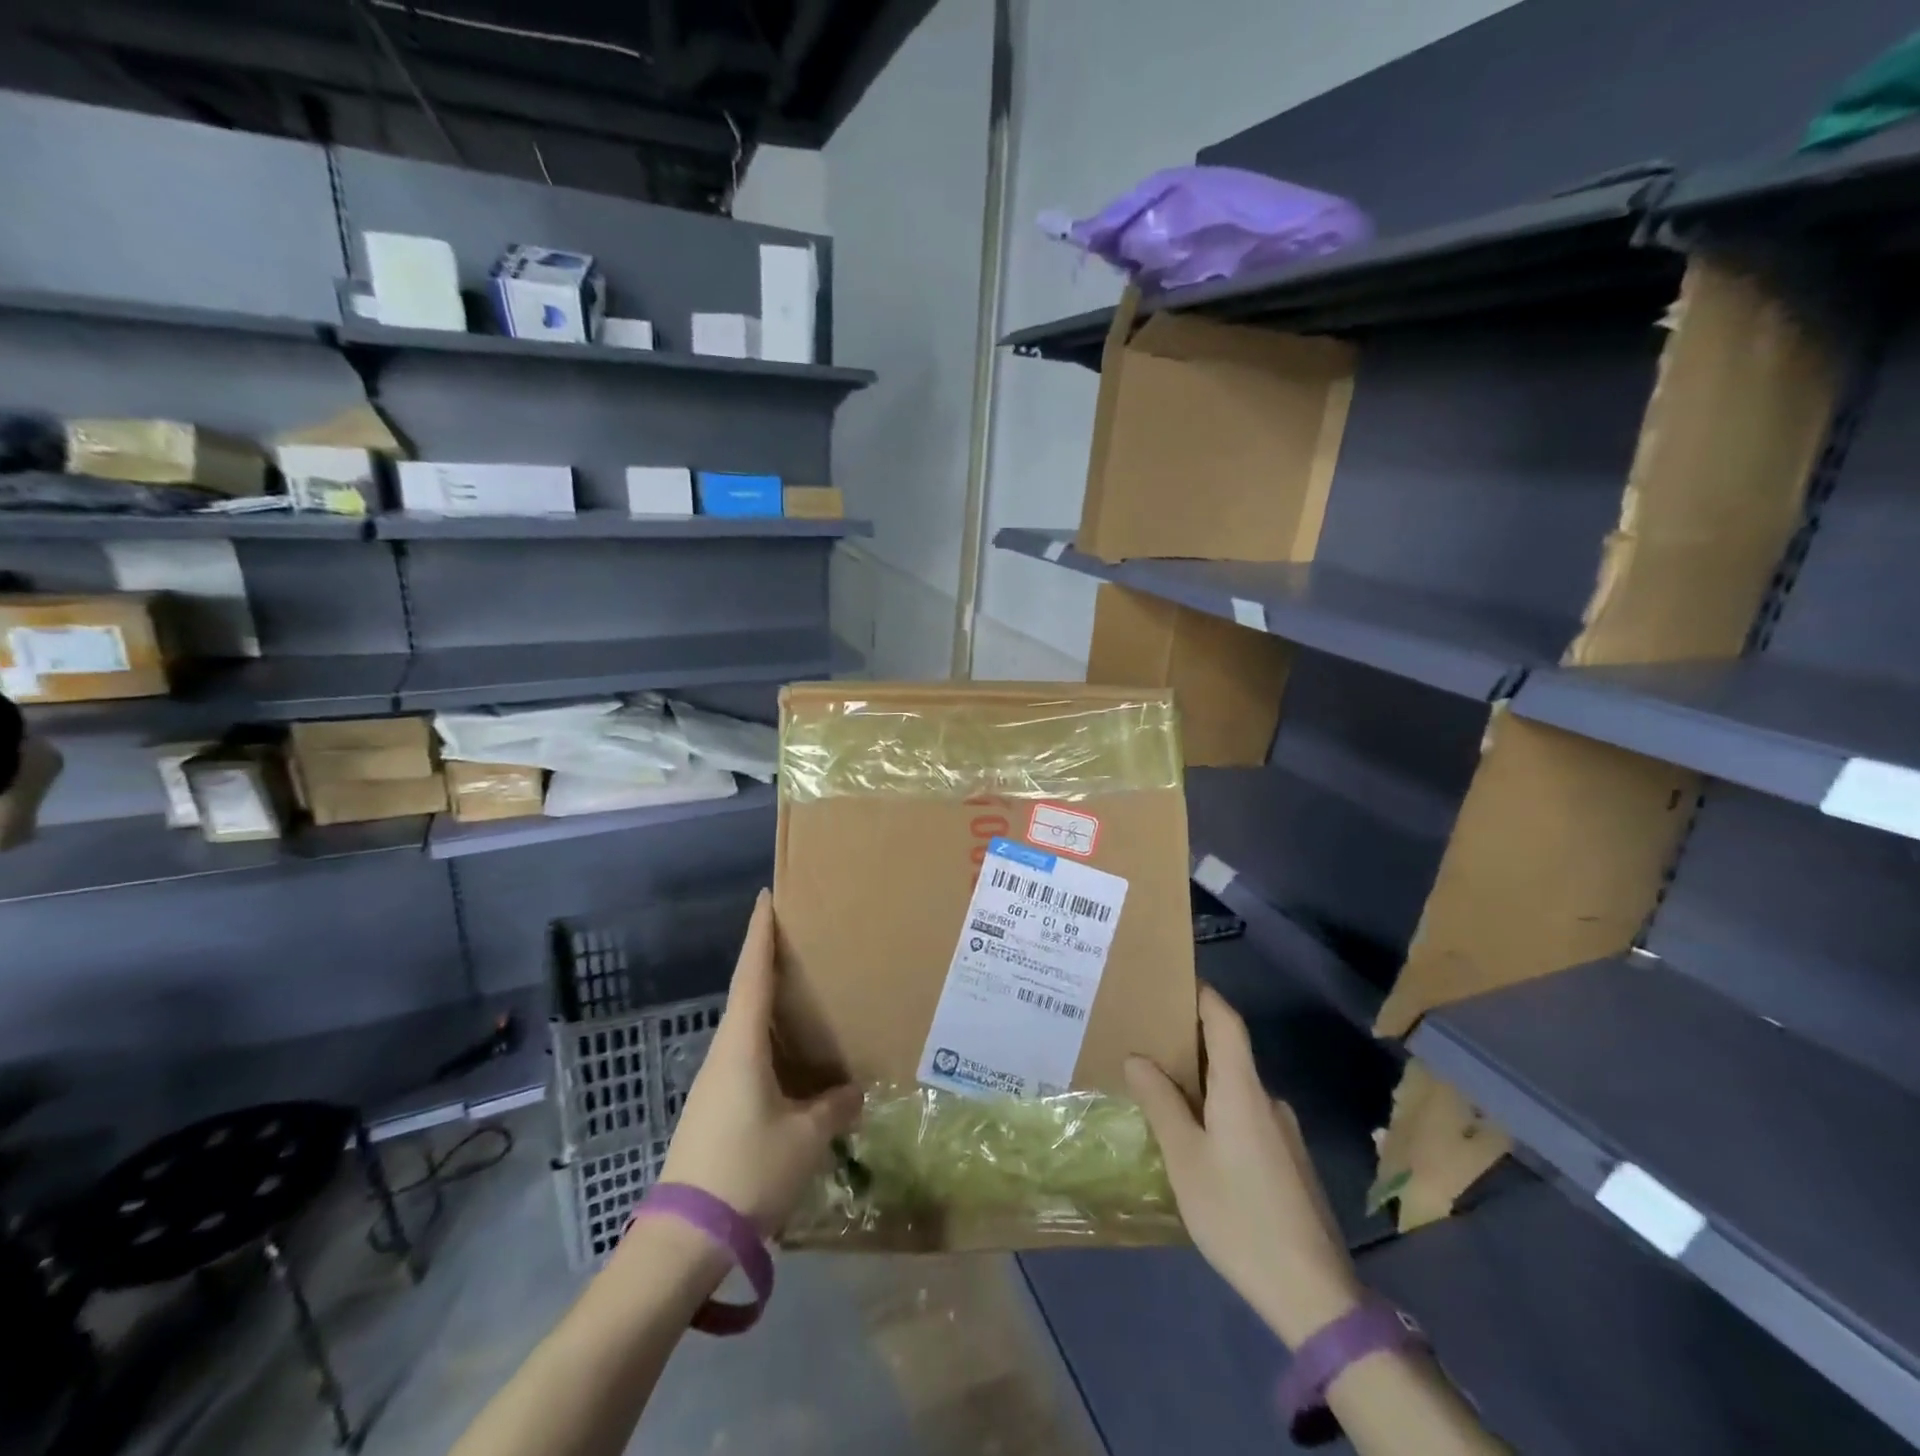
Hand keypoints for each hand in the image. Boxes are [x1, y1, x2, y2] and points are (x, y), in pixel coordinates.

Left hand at [659, 890, 861, 1236]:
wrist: (684, 1241)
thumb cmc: (747, 1171)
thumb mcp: (805, 1139)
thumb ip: (834, 1108)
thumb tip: (852, 1091)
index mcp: (742, 1046)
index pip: (752, 975)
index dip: (760, 934)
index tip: (765, 897)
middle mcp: (723, 1054)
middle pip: (746, 995)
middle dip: (768, 963)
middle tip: (799, 941)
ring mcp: (714, 1083)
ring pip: (746, 1029)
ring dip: (769, 1006)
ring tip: (803, 996)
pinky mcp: (714, 1109)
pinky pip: (746, 1057)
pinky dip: (769, 1043)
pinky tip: (791, 1060)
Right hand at [1126, 986, 1361, 1347]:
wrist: (1313, 1293)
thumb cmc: (1238, 1214)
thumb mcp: (1184, 1158)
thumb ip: (1160, 1102)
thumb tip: (1138, 1058)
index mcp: (1242, 1089)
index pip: (1226, 1020)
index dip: (1203, 995)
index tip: (1173, 981)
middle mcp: (1268, 1100)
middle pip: (1229, 1053)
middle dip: (1190, 1042)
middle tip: (1148, 1043)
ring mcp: (1284, 1133)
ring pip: (1237, 1089)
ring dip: (1203, 1083)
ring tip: (1163, 1094)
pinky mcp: (1289, 1162)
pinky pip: (1248, 1117)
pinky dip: (1219, 1111)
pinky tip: (1197, 1141)